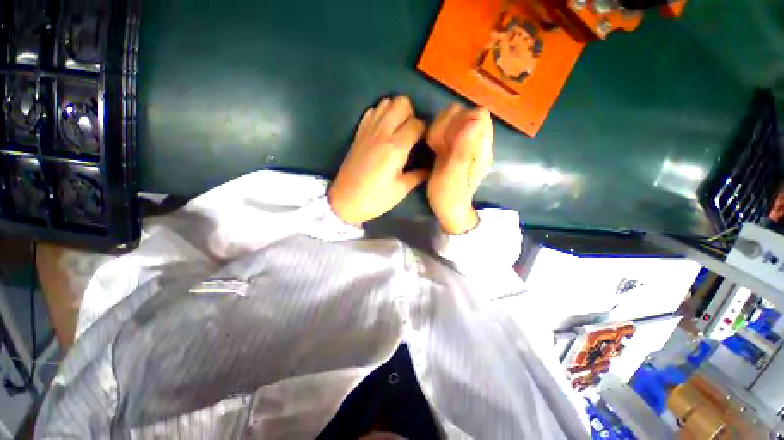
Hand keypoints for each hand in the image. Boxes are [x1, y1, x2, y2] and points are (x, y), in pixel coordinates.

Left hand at [329, 96, 427, 224]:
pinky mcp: (358, 134)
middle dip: (411, 114)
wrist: (344, 201)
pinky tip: (383, 130)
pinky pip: (371, 112)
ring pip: (385, 103)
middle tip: (412, 134)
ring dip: (396, 112)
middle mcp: (382, 132)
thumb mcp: (400, 190)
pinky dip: (381, 114)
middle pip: (401, 103)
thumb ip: (418, 175)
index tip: (425, 142)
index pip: (417, 123)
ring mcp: (367, 131)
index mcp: (395, 147)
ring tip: (398, 131)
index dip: (425, 130)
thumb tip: (430, 168)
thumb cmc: (374, 199)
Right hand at [426, 104, 493, 233]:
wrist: (450, 209)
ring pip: (455, 118)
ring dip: (441, 129)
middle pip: (465, 113)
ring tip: (437, 149)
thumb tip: (476, 118)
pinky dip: (439, 134)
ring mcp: (468, 143)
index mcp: (482, 148)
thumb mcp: (453, 175)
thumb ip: (463, 149)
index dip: (458, 122)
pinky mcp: (458, 146)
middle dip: (448, 126)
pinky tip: (436, 149)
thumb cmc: (449, 196)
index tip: (446, 141)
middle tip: (440, 148)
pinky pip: (448, 128)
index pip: (477, 114)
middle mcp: (479, 141)